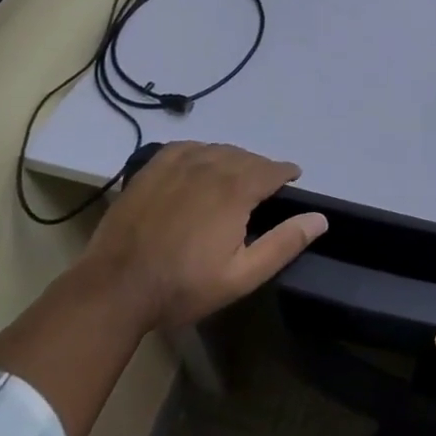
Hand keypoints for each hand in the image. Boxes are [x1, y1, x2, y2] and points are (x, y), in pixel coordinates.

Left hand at [81, 141, 325, 331]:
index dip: (286, 173)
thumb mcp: (241, 275)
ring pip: (218, 150)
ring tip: (234, 178)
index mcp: (236, 189)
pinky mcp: (152, 167)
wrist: (115, 288)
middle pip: (246, 157)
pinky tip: (200, 167)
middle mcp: (211, 165)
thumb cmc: (183, 286)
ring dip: (233, 160)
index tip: (293, 178)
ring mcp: (178, 163)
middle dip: (260, 169)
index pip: (273, 169)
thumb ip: (284, 243)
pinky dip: (202, 152)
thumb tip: (320, 218)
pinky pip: (187, 147)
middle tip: (263, 188)